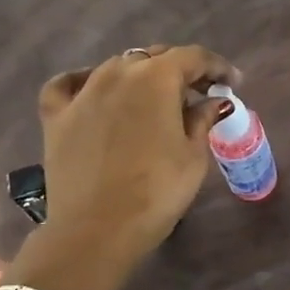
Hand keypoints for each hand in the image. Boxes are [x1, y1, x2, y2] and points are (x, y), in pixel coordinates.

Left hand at [36, 45, 239, 266]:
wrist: (96, 232)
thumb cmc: (156, 192)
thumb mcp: (193, 156)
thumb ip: (203, 119)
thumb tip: (213, 101)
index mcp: (156, 78)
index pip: (193, 57)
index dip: (217, 66)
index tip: (232, 81)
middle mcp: (118, 73)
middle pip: (154, 57)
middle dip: (181, 71)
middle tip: (199, 93)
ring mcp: (83, 92)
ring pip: (116, 68)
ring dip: (140, 76)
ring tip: (154, 99)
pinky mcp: (56, 116)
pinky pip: (68, 85)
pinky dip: (84, 81)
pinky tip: (94, 90)